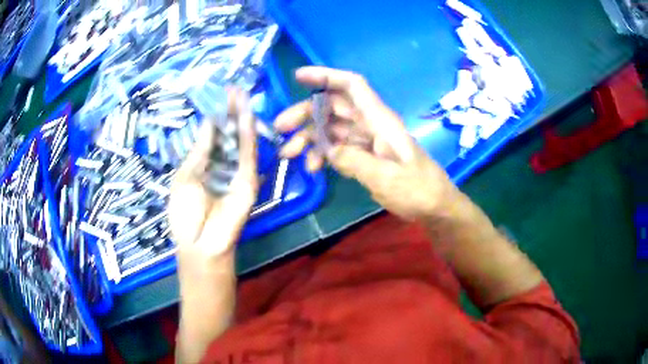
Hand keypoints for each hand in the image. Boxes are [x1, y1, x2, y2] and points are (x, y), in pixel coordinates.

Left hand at [169, 88, 257, 267]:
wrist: (199, 245)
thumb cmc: (185, 215)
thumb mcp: (186, 176)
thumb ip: (200, 151)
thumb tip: (208, 123)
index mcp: (206, 164)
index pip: (214, 135)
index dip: (216, 115)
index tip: (218, 95)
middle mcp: (223, 165)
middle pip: (229, 134)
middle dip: (231, 111)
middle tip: (233, 88)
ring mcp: (237, 173)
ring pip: (241, 141)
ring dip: (242, 118)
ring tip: (242, 94)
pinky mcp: (248, 182)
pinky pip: (247, 155)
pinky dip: (248, 136)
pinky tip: (246, 116)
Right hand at [275, 66, 458, 219]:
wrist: (433, 206)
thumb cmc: (417, 189)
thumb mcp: (385, 177)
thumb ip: (353, 160)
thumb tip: (326, 150)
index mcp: (379, 120)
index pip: (352, 86)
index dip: (326, 76)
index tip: (299, 77)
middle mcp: (370, 124)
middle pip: (333, 107)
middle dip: (305, 114)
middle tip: (280, 128)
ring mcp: (367, 140)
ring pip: (331, 128)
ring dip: (309, 138)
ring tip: (288, 155)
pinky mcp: (364, 155)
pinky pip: (337, 148)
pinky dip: (322, 154)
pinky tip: (312, 168)